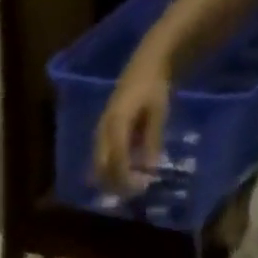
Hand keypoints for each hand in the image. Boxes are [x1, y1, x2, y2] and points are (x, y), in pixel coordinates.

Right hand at [94, 54, 172, 193]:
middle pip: (101, 168)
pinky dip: (111, 172)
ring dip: (111, 180)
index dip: (126, 177)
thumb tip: (150, 169)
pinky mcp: (101, 136)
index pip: (116, 159)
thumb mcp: (158, 112)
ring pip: (98, 167)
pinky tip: (125, 174)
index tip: (140, 187)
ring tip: (130, 186)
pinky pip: (101, 161)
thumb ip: (153, 140)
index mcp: (116, 123)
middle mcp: (102, 131)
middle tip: (133, 192)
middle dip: (115, 184)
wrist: (145, 65)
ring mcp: (99, 134)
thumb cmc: (154, 86)